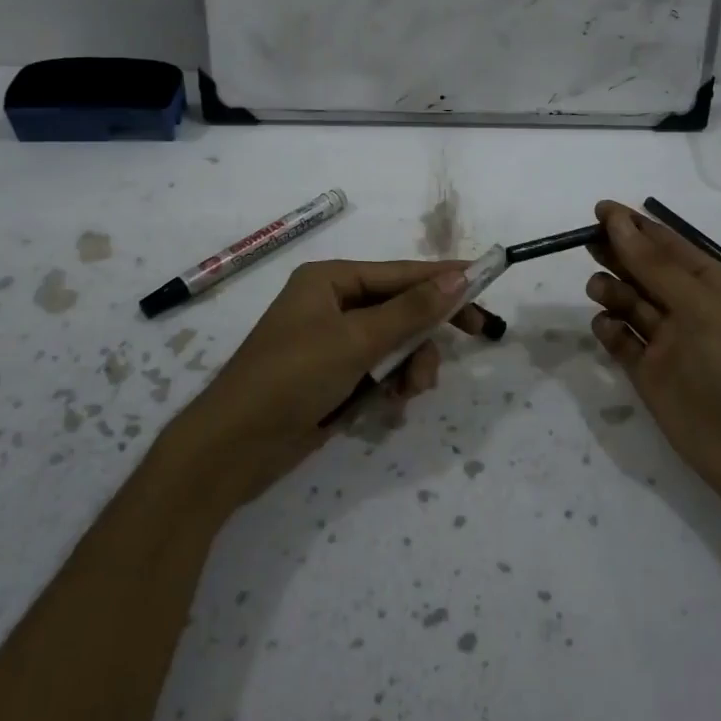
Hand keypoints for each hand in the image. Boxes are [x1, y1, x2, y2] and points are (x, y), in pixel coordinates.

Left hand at [161, 259, 498, 511]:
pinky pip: (380, 370)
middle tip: (477, 336)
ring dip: (411, 365)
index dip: (445, 278)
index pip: (401, 273)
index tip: (487, 282)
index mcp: (331, 280)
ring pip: (395, 343)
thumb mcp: (356, 341)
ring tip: (410, 391)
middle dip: (427, 331)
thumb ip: (411, 310)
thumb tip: (459, 277)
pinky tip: (392, 404)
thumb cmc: (291, 377)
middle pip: (402, 308)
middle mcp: (333, 304)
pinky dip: (392, 384)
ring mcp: (333, 343)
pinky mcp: (334, 377)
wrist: (233, 448)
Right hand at [585, 200, 720, 521]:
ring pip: (631, 305)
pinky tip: (604, 325)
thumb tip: (617, 220)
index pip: (669, 246)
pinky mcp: (650, 375)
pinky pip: (623, 342)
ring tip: (599, 288)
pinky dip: (610, 330)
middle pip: (645, 271)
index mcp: (715, 286)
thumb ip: (654, 266)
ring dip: (613, 290)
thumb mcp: (700, 307)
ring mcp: (669, 344)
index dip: (635, 226)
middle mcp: (690, 309)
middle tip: (587, 242)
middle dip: (618, 254)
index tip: (599, 210)